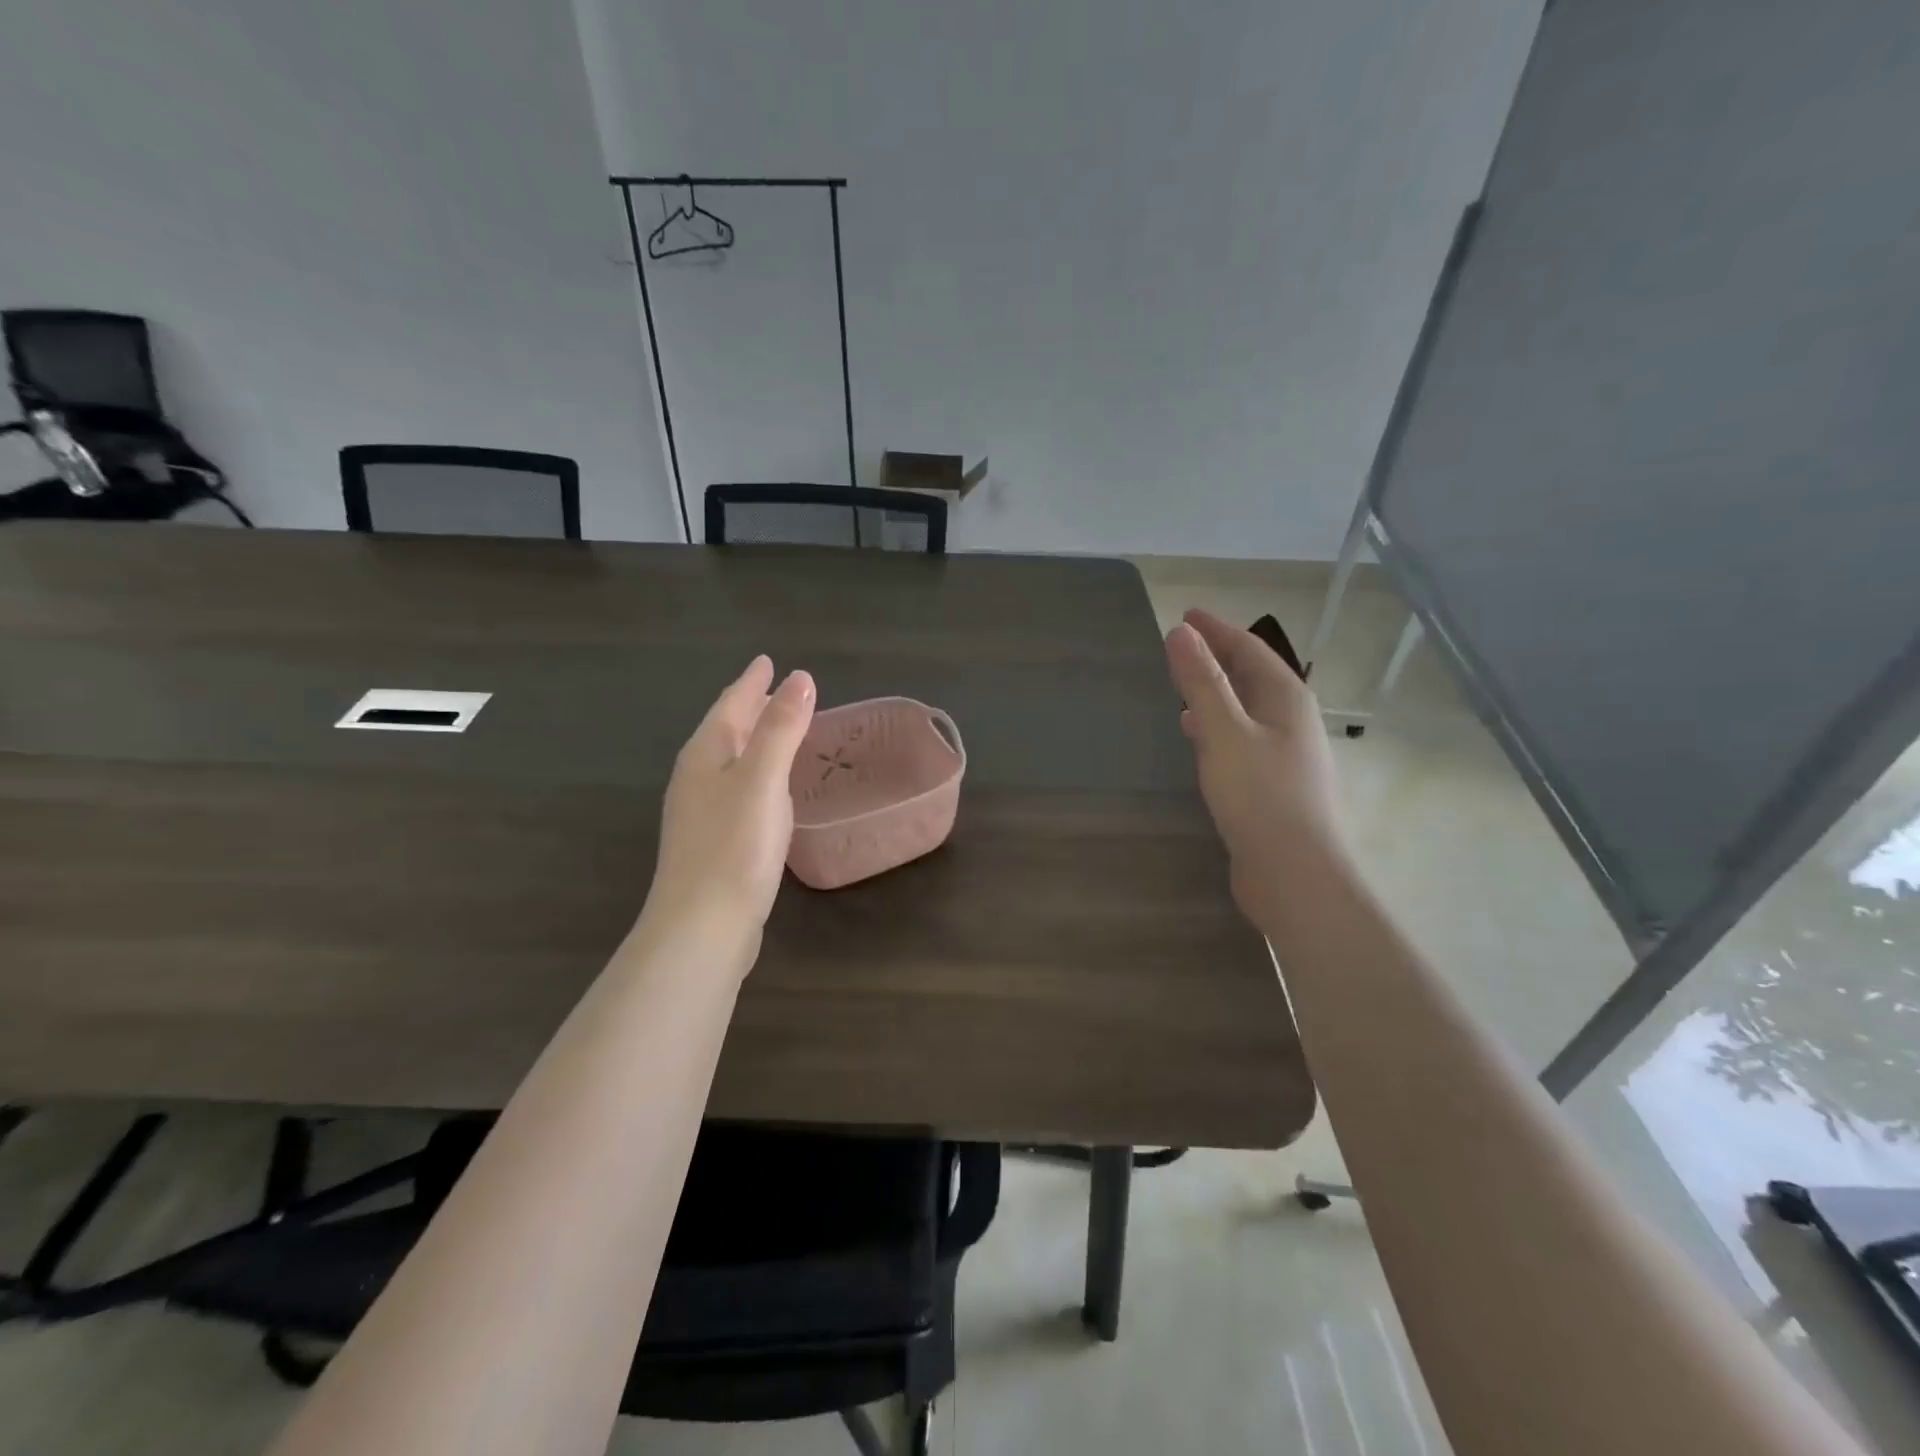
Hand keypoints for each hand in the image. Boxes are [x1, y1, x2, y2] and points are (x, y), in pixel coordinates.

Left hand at [645, 656, 816, 955]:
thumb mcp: (762, 779)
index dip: (751, 682)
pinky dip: (756, 772)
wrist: (703, 925)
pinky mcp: (714, 840)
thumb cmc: (734, 846)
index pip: (730, 705)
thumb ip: (781, 728)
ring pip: (731, 760)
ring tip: (777, 728)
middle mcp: (697, 778)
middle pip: (725, 730)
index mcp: (704, 755)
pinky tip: (770, 786)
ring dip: (753, 739)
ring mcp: (702, 812)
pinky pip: (738, 788)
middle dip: (749, 706)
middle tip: (775, 688)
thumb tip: (800, 678)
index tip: (768, 661)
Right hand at [1165, 608, 1344, 927]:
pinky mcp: (1273, 784)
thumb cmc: (1260, 797)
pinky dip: (1218, 725)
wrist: (1295, 875)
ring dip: (1217, 691)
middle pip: (1252, 675)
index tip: (1185, 615)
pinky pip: (1242, 737)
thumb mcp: (1224, 733)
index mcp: (1286, 699)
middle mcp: (1291, 720)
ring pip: (1247, 708)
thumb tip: (1180, 632)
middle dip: (1218, 656)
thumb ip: (1202, 682)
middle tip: (1181, 645)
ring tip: (1183, 686)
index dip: (1216, 629)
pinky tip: (1198, 737)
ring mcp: (1286, 754)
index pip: (1249, 648)